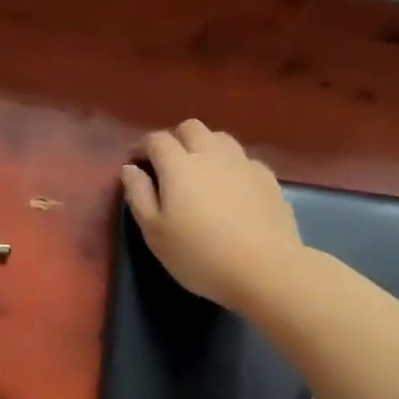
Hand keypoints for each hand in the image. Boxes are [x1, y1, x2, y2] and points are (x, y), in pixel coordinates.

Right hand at [120, 120, 303, 313]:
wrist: (266, 270)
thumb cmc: (200, 255)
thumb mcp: (155, 233)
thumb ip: (139, 195)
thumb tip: (130, 168)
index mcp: (179, 165)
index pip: (157, 140)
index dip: (143, 146)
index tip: (136, 161)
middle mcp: (211, 154)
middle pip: (191, 128)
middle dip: (175, 139)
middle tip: (168, 164)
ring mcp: (244, 164)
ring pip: (220, 138)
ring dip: (205, 146)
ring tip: (201, 171)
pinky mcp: (268, 179)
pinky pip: (244, 159)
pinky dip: (231, 165)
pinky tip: (232, 187)